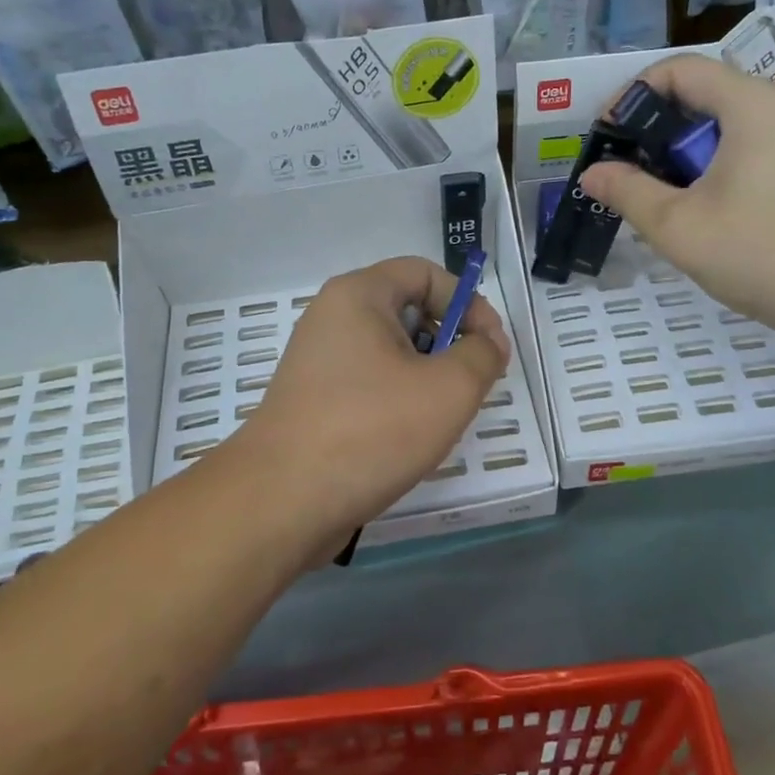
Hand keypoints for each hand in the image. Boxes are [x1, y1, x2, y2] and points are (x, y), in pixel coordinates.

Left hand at [229, 256, 510, 549]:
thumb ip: (482, 355)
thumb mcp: (448, 388)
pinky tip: (408, 438)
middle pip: (408, 311)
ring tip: (441, 417)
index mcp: (358, 296)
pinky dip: (397, 401)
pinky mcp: (313, 401)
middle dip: (449, 343)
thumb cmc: (370, 430)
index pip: (425, 273)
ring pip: (390, 353)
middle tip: (471, 384)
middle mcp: (332, 318)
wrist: (282, 502)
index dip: (468, 302)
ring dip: (426, 377)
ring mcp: (317, 362)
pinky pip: (369, 384)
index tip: (491, 347)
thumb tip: (487, 344)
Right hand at [579, 55, 774, 341]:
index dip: (631, 95)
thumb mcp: (679, 226)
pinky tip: (703, 211)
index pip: (679, 70)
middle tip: (627, 173)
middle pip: (703, 95)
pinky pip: (750, 149)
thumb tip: (592, 174)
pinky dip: (715, 168)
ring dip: (684, 154)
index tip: (606, 136)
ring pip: (726, 127)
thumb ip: (628, 192)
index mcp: (752, 104)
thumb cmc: (763, 254)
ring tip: (659, 197)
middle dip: (655, 130)